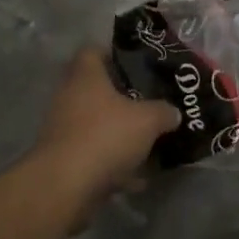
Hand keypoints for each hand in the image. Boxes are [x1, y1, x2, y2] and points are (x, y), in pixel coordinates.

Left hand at [30, 48, 179, 224]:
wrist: (64, 187)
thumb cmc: (105, 136)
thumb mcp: (147, 120)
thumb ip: (163, 112)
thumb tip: (173, 112)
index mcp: (86, 77)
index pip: (93, 51)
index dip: (115, 55)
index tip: (138, 66)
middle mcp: (70, 97)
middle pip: (98, 90)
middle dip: (124, 99)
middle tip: (150, 104)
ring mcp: (64, 130)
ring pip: (97, 124)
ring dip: (119, 134)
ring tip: (149, 143)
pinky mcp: (64, 160)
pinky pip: (94, 155)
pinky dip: (113, 164)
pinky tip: (137, 178)